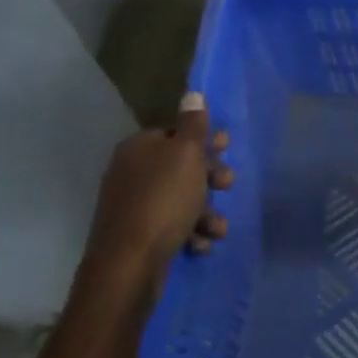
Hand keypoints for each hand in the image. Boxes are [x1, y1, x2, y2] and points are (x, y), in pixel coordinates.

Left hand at [83, 92, 232, 301]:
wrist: (129, 264)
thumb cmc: (164, 200)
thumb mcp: (186, 154)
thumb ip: (194, 124)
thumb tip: (192, 92)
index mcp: (139, 148)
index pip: (174, 133)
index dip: (203, 140)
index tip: (227, 147)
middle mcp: (131, 173)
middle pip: (180, 167)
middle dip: (209, 178)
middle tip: (227, 184)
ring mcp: (132, 206)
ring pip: (180, 200)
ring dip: (205, 213)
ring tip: (217, 229)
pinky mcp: (137, 236)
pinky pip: (171, 227)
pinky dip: (190, 233)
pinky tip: (200, 244)